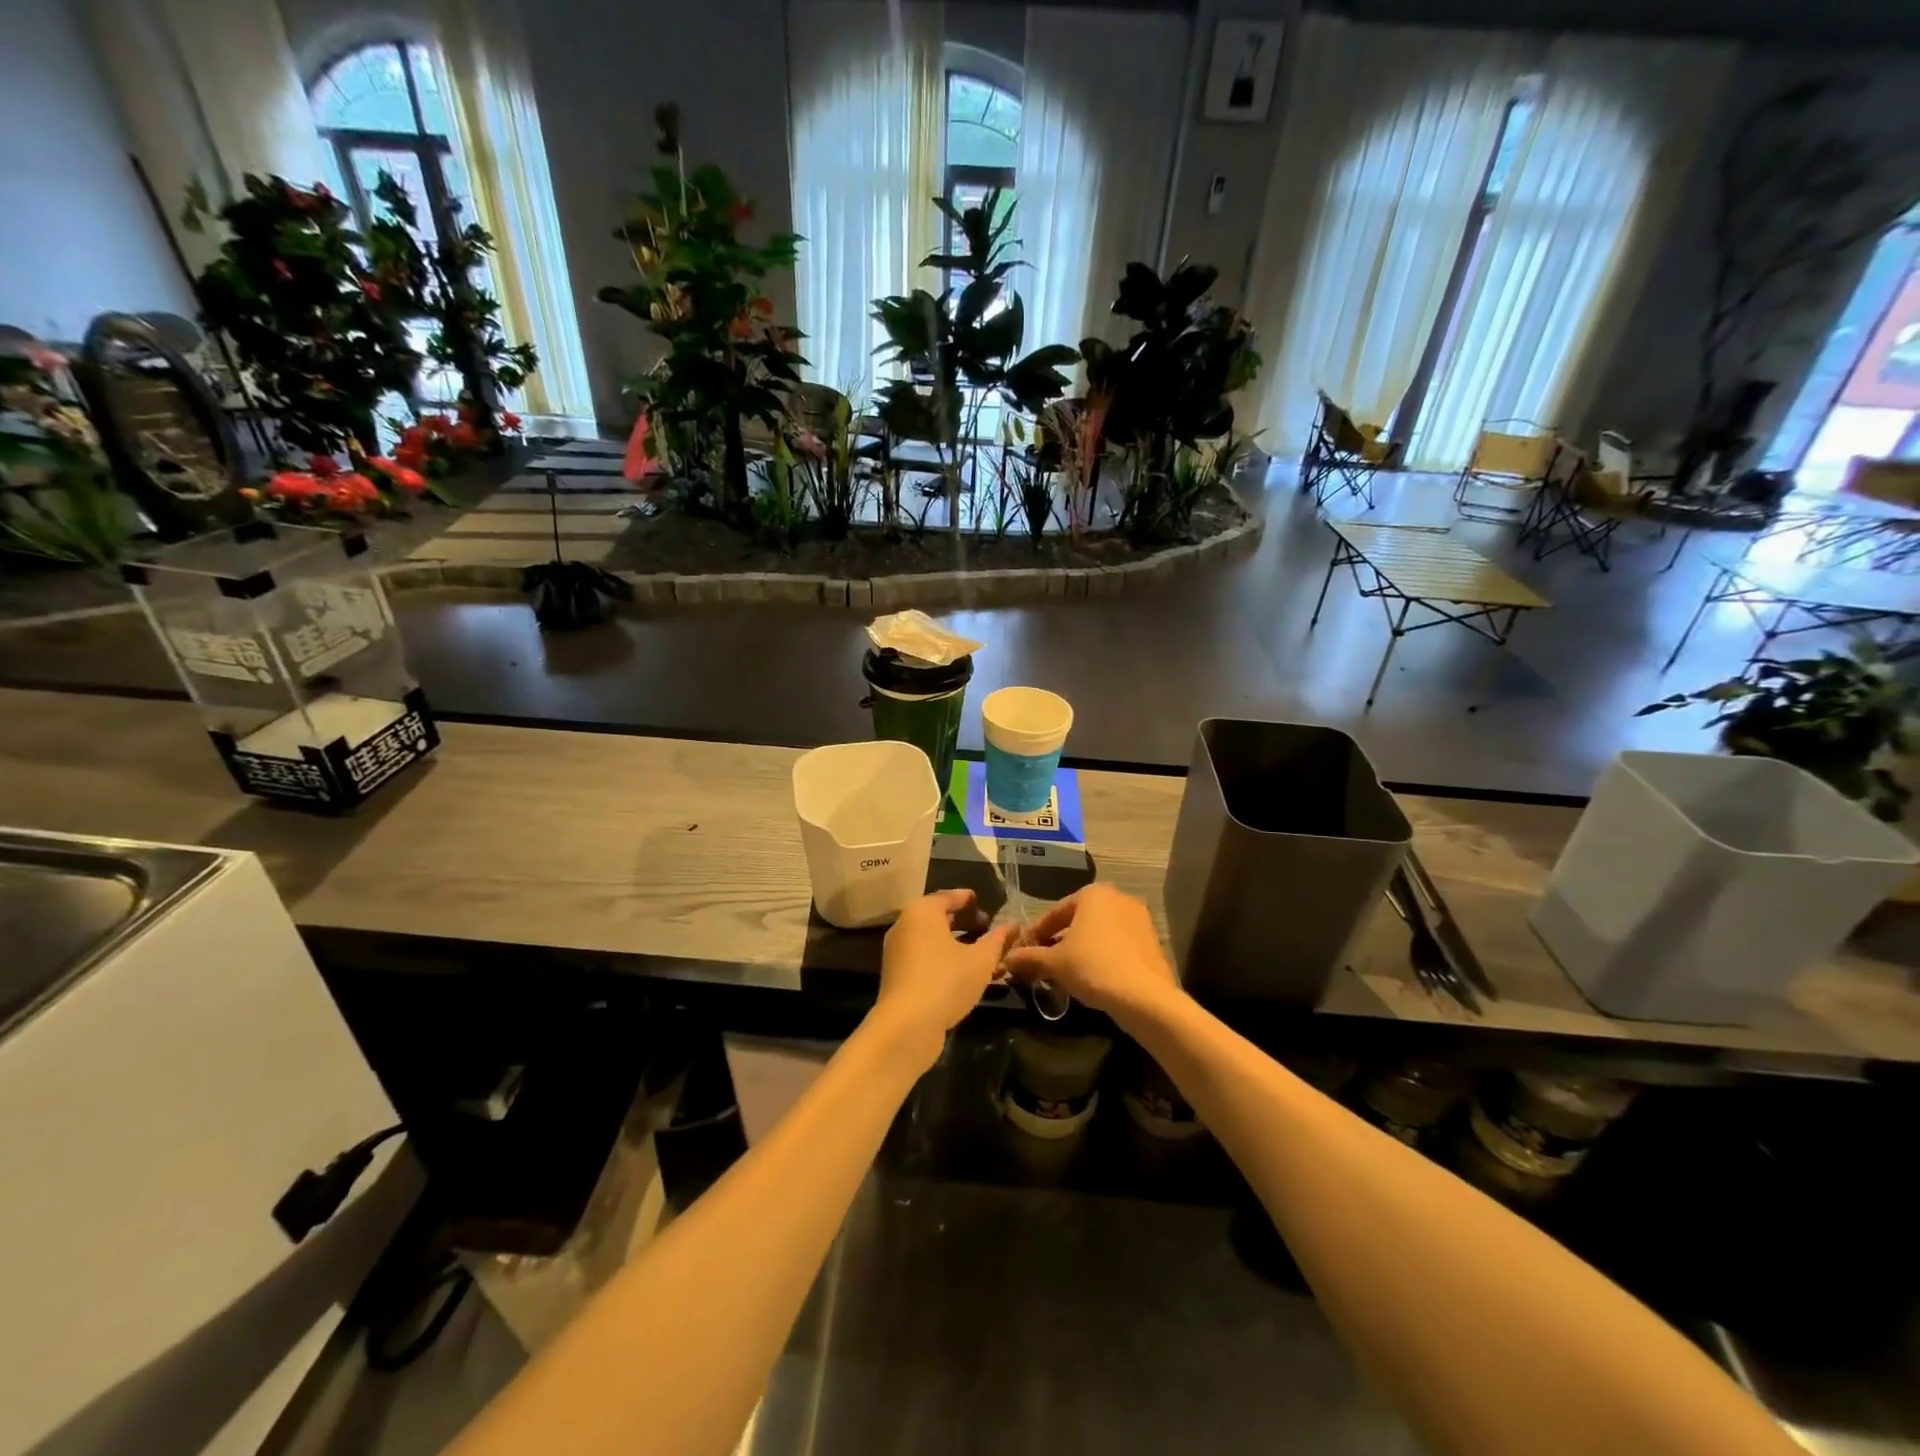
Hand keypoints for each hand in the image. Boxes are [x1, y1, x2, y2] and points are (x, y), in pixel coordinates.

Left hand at [870, 889, 1015, 1063]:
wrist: (906, 1026)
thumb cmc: (946, 981)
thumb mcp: (981, 960)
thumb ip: (997, 939)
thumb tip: (1013, 924)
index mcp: (922, 912)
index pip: (947, 897)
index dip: (967, 899)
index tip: (982, 902)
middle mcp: (905, 926)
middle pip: (938, 918)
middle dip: (964, 922)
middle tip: (986, 927)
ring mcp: (898, 952)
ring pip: (932, 940)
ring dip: (957, 944)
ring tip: (982, 953)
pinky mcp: (897, 976)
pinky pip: (925, 958)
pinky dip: (945, 959)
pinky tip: (965, 973)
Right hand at [1002, 883, 1183, 1023]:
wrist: (1144, 997)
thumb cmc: (1093, 967)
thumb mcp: (1054, 963)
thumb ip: (1029, 957)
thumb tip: (1006, 959)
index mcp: (1093, 894)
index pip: (1054, 913)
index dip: (1035, 934)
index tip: (1022, 952)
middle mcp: (1118, 898)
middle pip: (1078, 921)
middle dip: (1058, 941)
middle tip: (1042, 963)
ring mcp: (1139, 919)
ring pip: (1098, 933)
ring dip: (1080, 950)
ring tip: (1064, 973)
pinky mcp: (1152, 941)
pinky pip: (1117, 945)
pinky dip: (1101, 956)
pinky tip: (1091, 977)